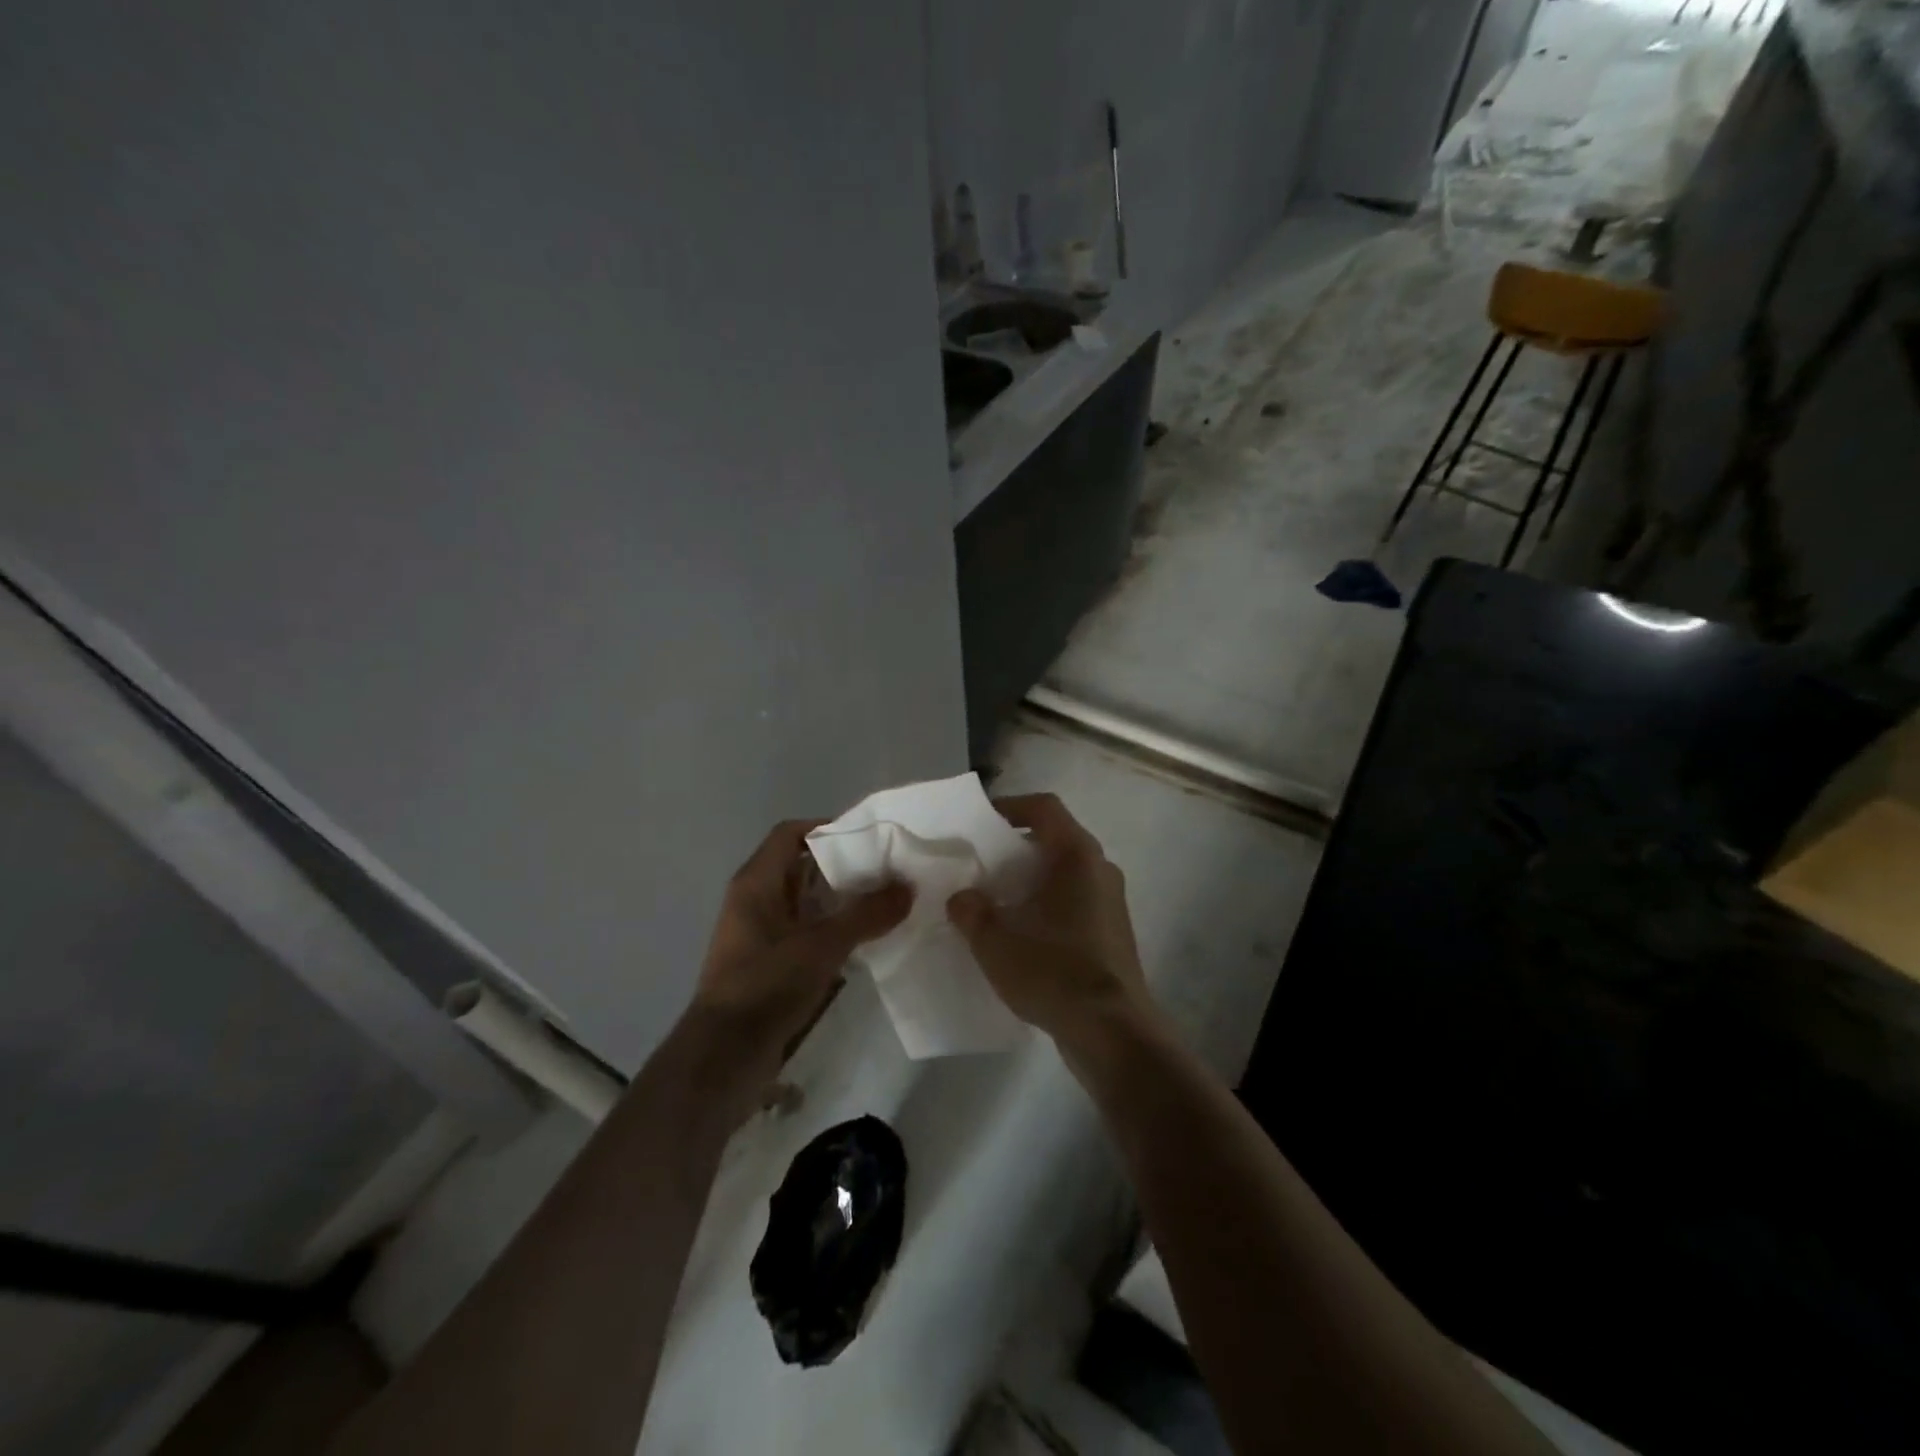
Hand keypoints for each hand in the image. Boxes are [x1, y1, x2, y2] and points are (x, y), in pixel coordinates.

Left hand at [694, 820, 910, 1066]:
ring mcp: (760, 933)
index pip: (791, 834)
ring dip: (840, 901)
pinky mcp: (768, 963)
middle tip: (887, 871)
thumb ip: (866, 914)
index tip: (869, 838)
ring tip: (884, 903)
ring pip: (805, 902)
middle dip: (843, 867)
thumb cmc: (766, 985)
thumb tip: (908, 887)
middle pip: (801, 867)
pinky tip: (864, 941)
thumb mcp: (821, 946)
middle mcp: (754, 900)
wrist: (723, 1057)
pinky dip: (832, 929)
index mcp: (756, 882)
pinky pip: (805, 932)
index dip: (827, 828)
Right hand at [946, 794, 1153, 1047]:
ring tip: (995, 902)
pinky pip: (1074, 901)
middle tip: (980, 866)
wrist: (1112, 1032)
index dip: (1009, 805)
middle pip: (1054, 839)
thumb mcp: (995, 941)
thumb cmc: (1054, 971)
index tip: (980, 824)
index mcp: (1077, 855)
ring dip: (1030, 880)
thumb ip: (971, 911)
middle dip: (1015, 849)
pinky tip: (1021, 935)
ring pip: (1065, 873)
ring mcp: (1111, 901)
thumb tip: (962, 898)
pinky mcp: (1112, 932)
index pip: (1043, 807)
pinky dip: (1046, 905)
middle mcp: (1100, 869)